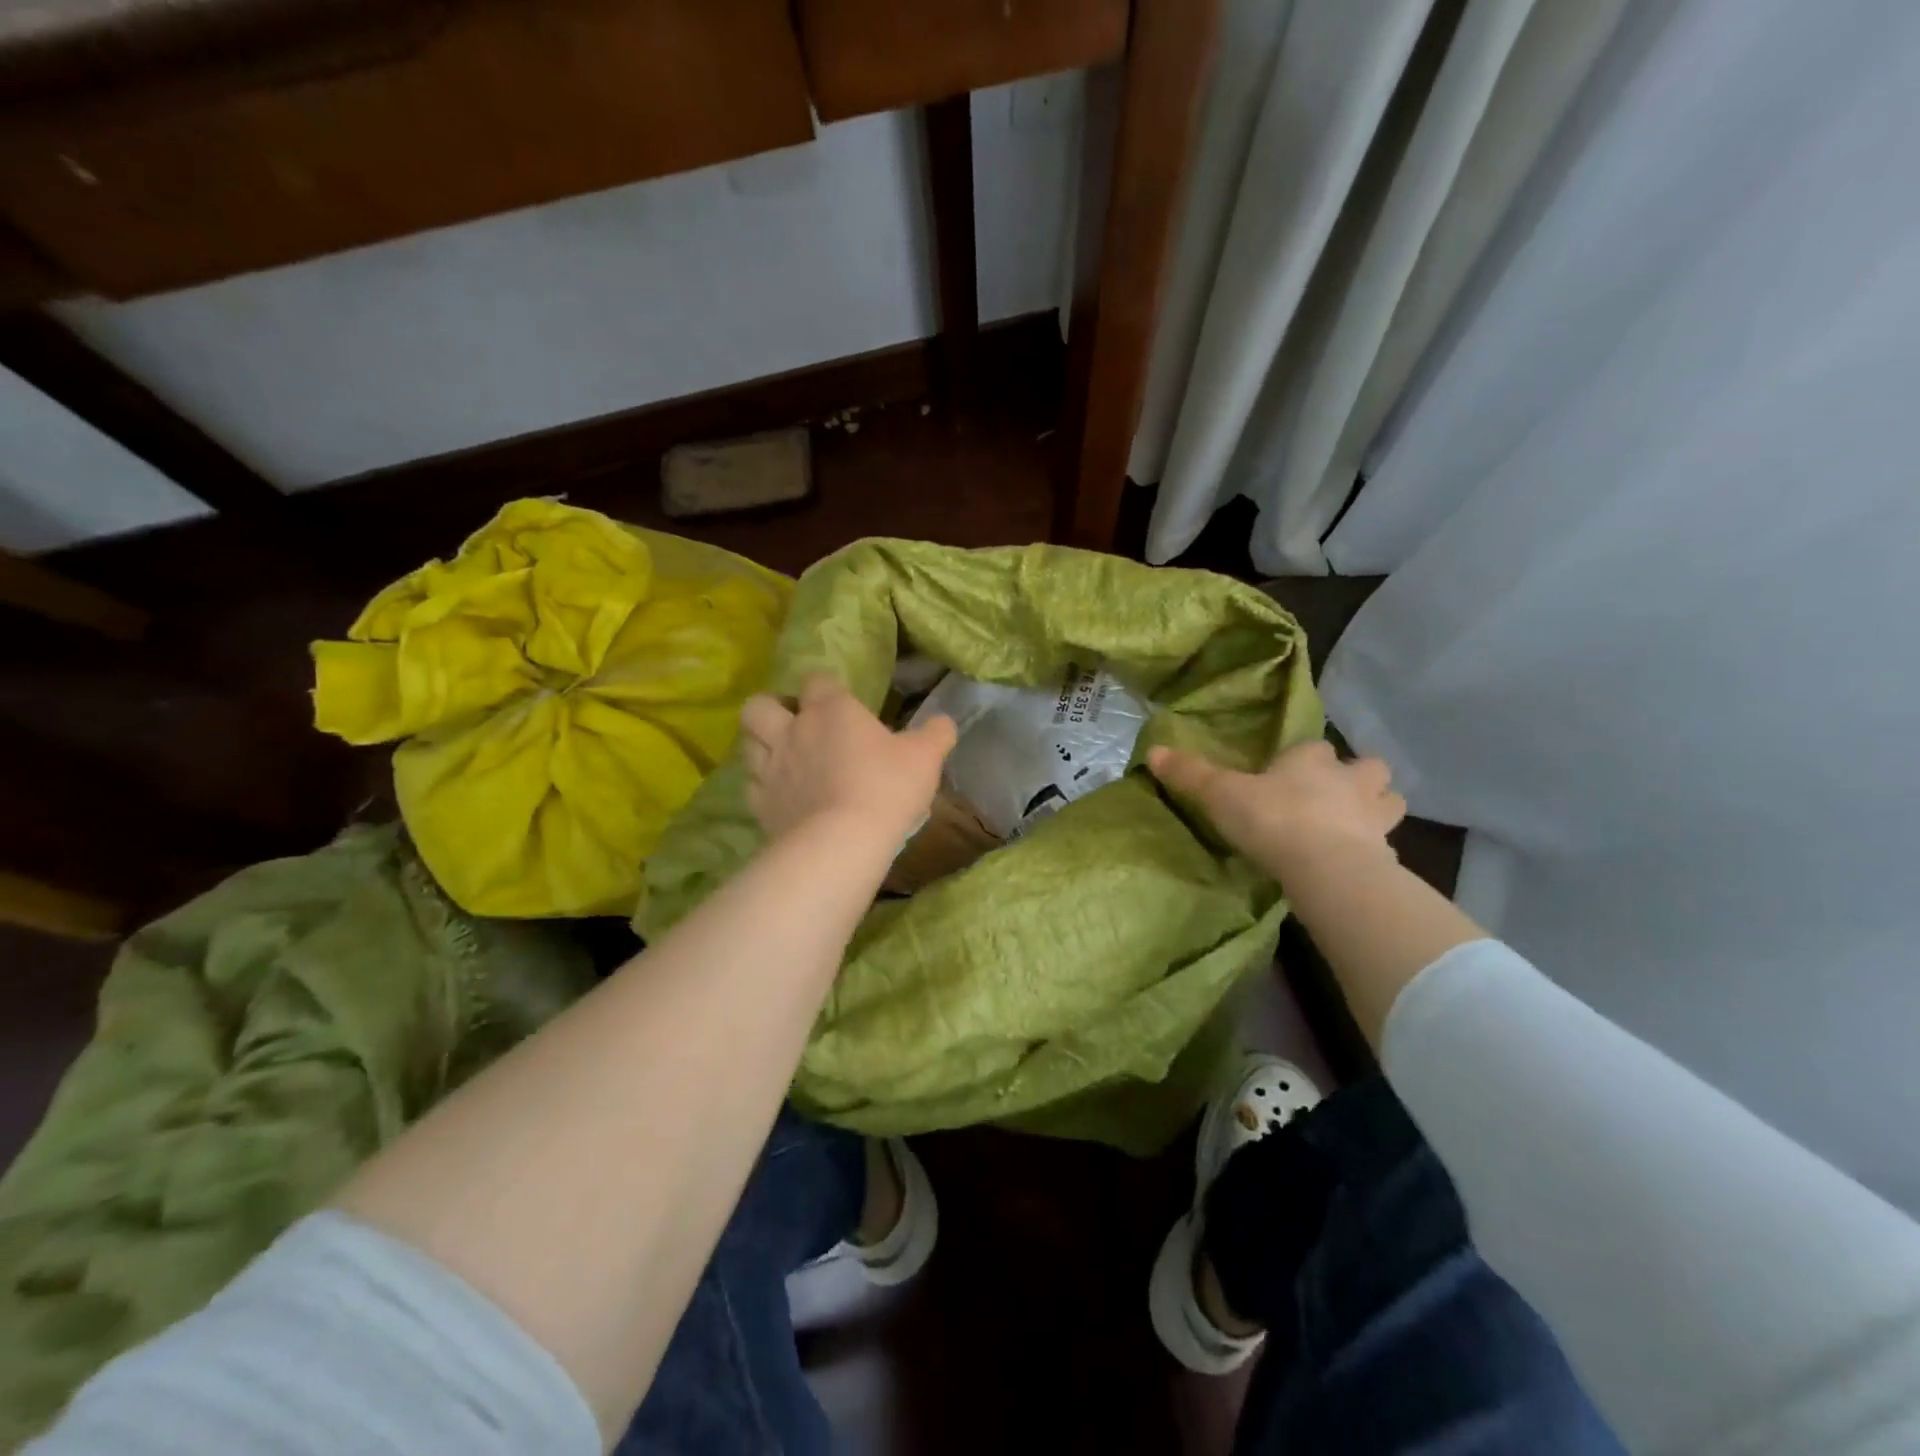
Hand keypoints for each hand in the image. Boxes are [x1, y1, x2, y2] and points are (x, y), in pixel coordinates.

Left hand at [739, 673, 956, 843]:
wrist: (844, 842)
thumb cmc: (887, 789)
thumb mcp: (925, 758)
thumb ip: (936, 734)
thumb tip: (944, 722)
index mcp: (831, 710)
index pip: (816, 679)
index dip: (824, 686)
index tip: (838, 701)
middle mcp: (793, 730)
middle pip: (760, 705)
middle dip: (772, 709)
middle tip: (794, 725)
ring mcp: (771, 768)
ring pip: (747, 742)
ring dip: (761, 744)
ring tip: (782, 758)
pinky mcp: (761, 803)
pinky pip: (751, 785)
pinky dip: (763, 786)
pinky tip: (781, 795)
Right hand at [1147, 738, 1405, 877]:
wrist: (1326, 867)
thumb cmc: (1272, 819)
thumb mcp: (1220, 795)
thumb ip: (1190, 774)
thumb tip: (1153, 751)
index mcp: (1312, 759)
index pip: (1314, 748)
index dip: (1303, 759)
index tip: (1286, 775)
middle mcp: (1351, 780)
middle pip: (1369, 768)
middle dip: (1359, 777)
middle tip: (1336, 796)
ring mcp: (1376, 817)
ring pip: (1390, 801)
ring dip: (1377, 808)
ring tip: (1355, 825)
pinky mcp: (1387, 854)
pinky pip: (1387, 845)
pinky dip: (1376, 850)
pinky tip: (1357, 863)